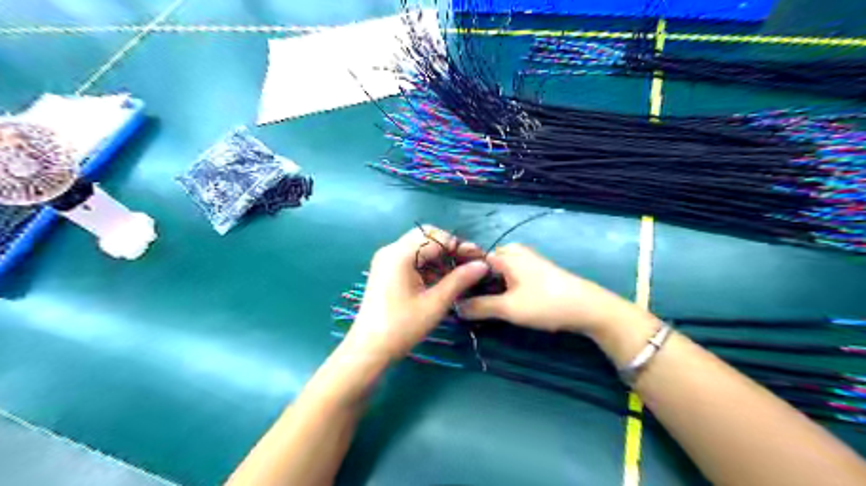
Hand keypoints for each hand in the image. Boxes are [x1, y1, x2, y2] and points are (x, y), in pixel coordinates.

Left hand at [345, 226, 493, 362]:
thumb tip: (483, 265)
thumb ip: (459, 280)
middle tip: (469, 264)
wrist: (369, 349)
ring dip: (440, 257)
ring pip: (419, 247)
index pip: (436, 237)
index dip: (460, 246)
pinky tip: (441, 280)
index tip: (480, 259)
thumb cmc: (402, 327)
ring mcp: (386, 260)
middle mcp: (391, 250)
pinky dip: (428, 265)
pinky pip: (411, 258)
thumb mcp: (435, 303)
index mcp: (400, 254)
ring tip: (459, 274)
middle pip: (427, 236)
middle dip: (450, 248)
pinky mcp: (386, 270)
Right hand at [460, 245, 633, 335]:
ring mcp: (527, 261)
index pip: (472, 260)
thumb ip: (480, 307)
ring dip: (488, 288)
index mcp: (506, 255)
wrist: (588, 308)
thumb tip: (455, 307)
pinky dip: (501, 288)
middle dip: (474, 283)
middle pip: (484, 266)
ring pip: (497, 273)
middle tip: (463, 303)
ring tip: (478, 306)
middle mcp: (514, 252)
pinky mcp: (535, 272)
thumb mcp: (509, 308)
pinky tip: (499, 303)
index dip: (460, 277)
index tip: (450, 294)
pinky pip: (509, 276)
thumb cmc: (545, 303)